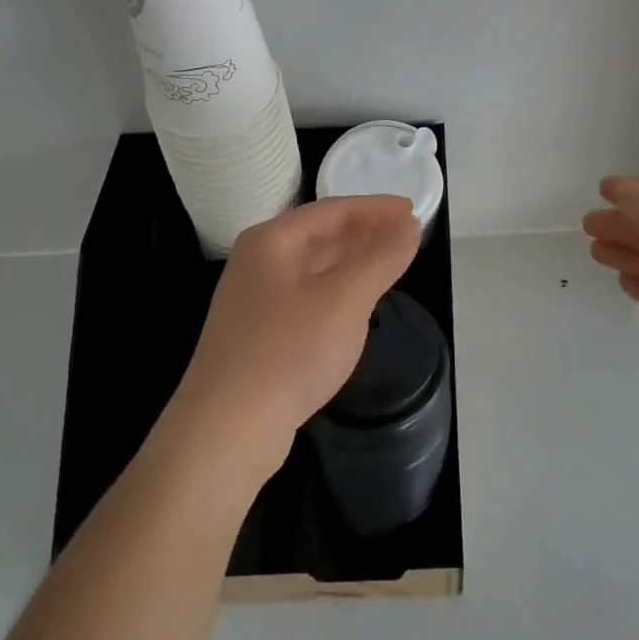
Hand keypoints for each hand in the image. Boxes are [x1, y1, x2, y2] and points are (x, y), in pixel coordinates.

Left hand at [169, 195, 420, 483]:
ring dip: (354, 262)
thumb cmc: (288, 351)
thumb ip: (381, 258)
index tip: (412, 209)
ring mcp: (256, 301)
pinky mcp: (260, 336)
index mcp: (272, 242)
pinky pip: (309, 298)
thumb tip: (410, 226)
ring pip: (315, 269)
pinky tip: (358, 305)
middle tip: (409, 234)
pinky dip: (339, 292)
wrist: (226, 431)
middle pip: (321, 235)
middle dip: (366, 233)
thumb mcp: (345, 300)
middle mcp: (259, 263)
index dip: (375, 208)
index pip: (332, 211)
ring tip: (392, 262)